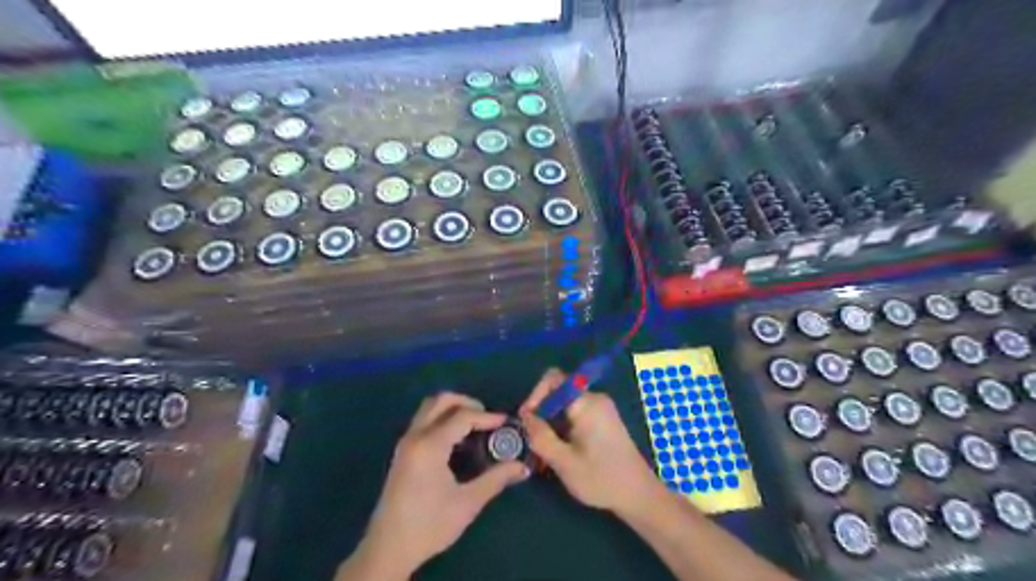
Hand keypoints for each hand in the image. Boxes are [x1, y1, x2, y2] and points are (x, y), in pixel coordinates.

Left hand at [359, 392, 532, 578]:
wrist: (388, 548)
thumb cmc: (429, 525)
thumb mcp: (467, 503)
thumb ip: (496, 479)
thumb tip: (522, 467)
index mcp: (430, 445)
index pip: (462, 416)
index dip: (487, 417)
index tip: (506, 423)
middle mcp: (415, 436)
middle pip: (441, 401)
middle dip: (467, 402)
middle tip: (487, 417)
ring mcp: (406, 442)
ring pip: (429, 408)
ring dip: (453, 408)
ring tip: (474, 426)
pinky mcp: (403, 451)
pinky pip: (424, 420)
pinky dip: (442, 418)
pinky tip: (457, 439)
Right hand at [523, 370, 659, 513]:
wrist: (639, 495)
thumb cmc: (601, 479)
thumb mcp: (564, 462)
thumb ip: (540, 437)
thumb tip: (525, 416)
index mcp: (587, 403)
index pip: (554, 379)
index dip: (535, 395)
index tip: (527, 420)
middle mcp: (595, 399)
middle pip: (558, 392)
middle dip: (542, 413)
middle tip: (532, 440)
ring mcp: (601, 408)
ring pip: (565, 405)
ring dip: (551, 422)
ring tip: (543, 450)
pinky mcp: (603, 419)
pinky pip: (576, 413)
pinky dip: (563, 426)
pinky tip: (559, 451)